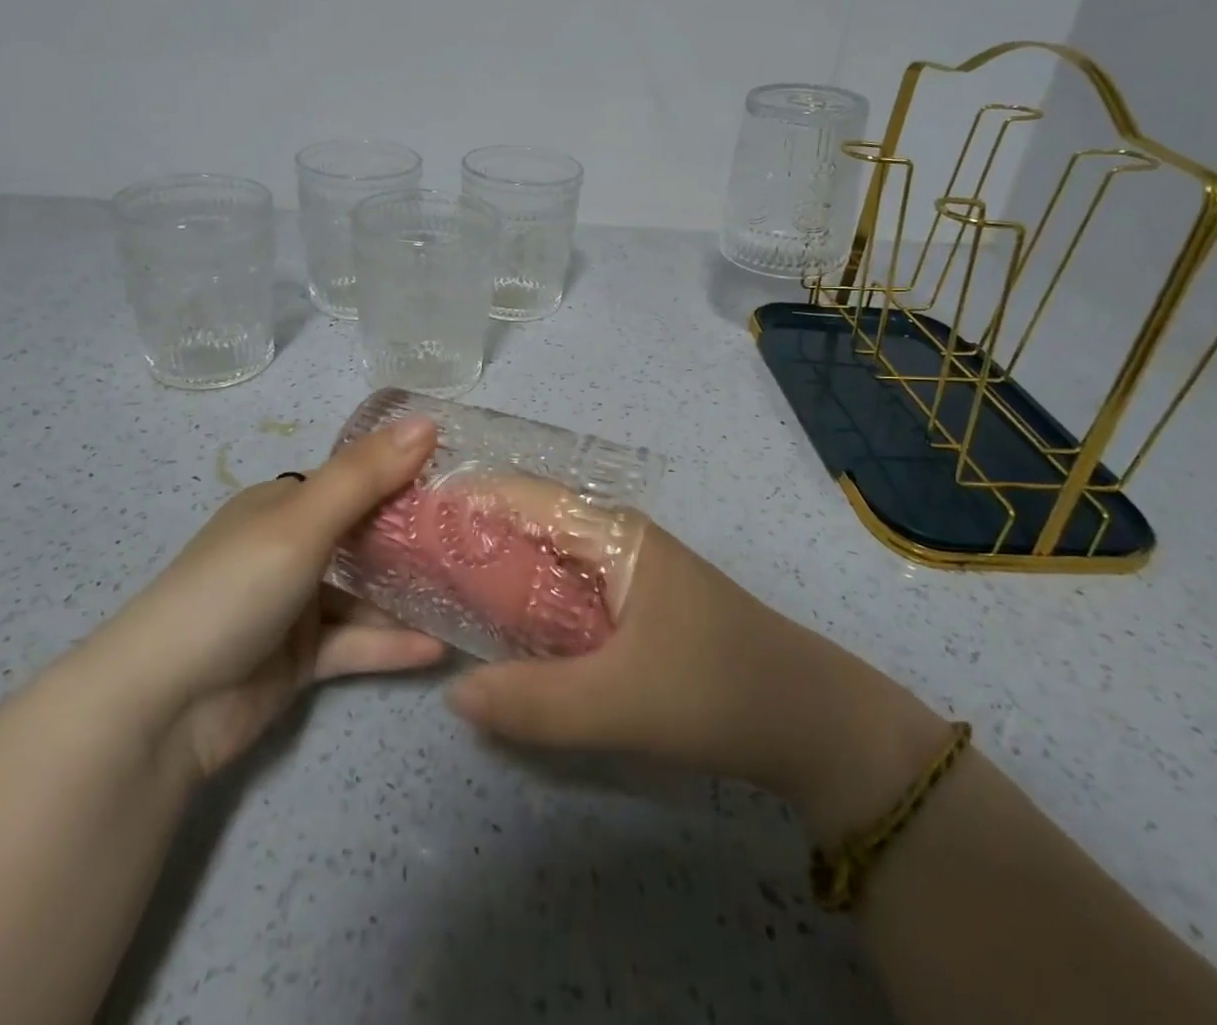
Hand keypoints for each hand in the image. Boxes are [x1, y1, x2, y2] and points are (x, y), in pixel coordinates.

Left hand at [83, 415, 447, 781]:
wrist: (158, 709)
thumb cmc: (231, 591)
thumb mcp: (302, 523)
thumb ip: (366, 476)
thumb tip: (428, 421)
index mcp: (281, 506)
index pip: (354, 481)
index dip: (404, 478)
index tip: (462, 484)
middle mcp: (288, 549)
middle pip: (364, 537)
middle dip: (416, 541)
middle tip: (479, 543)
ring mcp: (293, 607)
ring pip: (363, 594)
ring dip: (409, 598)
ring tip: (471, 597)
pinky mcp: (297, 660)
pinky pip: (354, 644)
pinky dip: (390, 645)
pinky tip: (438, 649)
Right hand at [446, 517, 949, 837]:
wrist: (811, 721)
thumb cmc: (716, 690)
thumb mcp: (621, 703)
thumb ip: (534, 702)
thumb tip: (453, 693)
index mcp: (611, 534)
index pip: (521, 496)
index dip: (463, 502)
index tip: (405, 523)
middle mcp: (613, 539)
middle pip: (526, 524)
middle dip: (468, 540)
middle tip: (406, 567)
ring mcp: (624, 572)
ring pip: (544, 561)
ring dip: (496, 575)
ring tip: (434, 596)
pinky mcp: (631, 607)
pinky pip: (563, 594)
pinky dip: (527, 606)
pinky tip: (500, 636)